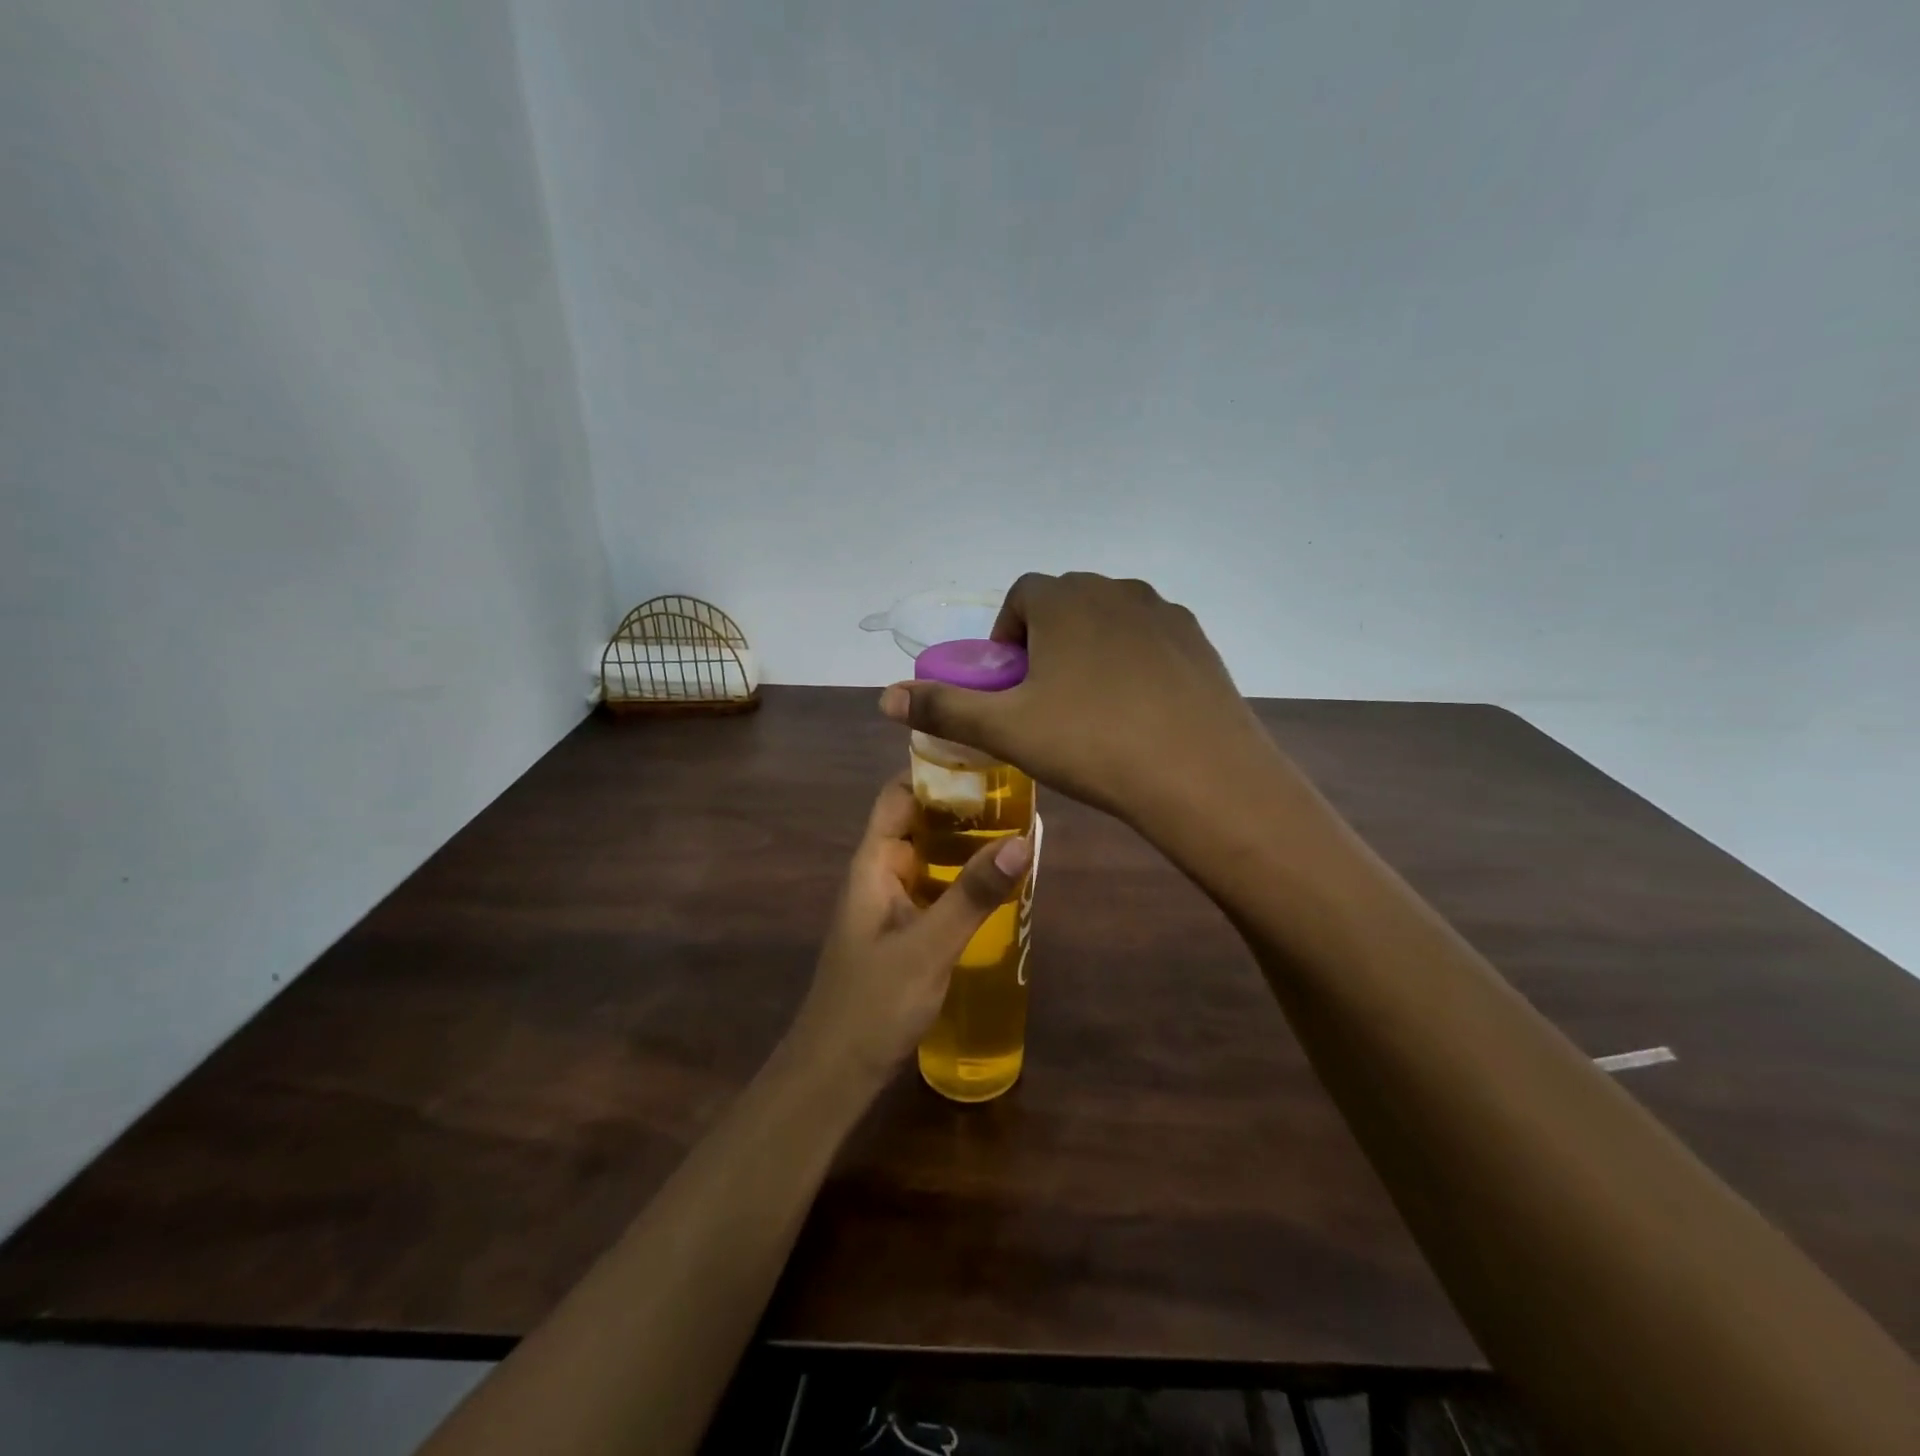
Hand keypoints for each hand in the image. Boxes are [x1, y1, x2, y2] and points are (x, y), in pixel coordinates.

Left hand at [787, 774, 1031, 1087]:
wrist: (835, 1072)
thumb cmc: (873, 1003)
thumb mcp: (929, 946)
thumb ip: (973, 895)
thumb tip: (1022, 841)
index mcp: (872, 864)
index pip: (898, 796)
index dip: (934, 772)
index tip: (985, 760)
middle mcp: (879, 875)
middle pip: (918, 823)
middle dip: (961, 808)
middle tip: (1018, 798)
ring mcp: (890, 905)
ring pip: (929, 858)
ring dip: (965, 845)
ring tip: (1019, 834)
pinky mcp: (902, 932)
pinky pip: (934, 890)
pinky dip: (962, 881)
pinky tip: (998, 889)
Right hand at [878, 573, 1277, 827]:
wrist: (1199, 774)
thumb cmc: (1091, 743)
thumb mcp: (1006, 729)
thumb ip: (943, 707)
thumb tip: (883, 696)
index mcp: (1064, 600)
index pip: (1021, 596)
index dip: (1006, 636)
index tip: (1010, 682)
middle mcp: (1114, 590)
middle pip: (1065, 603)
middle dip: (1046, 640)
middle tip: (1045, 698)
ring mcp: (1163, 612)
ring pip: (1109, 619)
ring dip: (1089, 648)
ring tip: (1091, 706)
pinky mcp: (1198, 640)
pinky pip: (1150, 639)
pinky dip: (1133, 661)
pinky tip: (1137, 710)